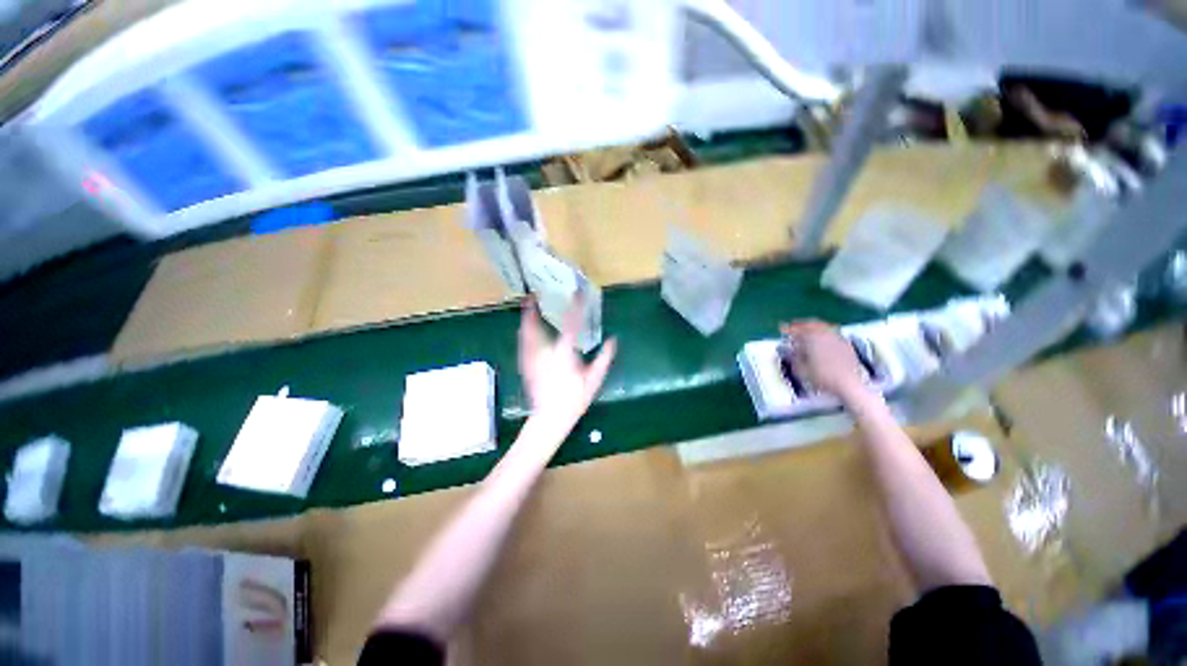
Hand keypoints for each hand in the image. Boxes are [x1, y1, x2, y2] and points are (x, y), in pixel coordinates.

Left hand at [518, 297, 616, 432]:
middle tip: (533, 296)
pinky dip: (523, 334)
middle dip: (534, 310)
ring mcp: (533, 359)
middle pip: (537, 327)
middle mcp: (545, 352)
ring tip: (527, 306)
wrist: (550, 418)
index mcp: (564, 353)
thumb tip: (613, 340)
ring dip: (526, 320)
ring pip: (526, 335)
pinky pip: (523, 345)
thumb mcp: (594, 380)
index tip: (577, 293)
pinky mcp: (526, 366)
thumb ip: (604, 359)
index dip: (575, 307)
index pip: (571, 325)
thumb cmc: (574, 399)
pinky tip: (523, 329)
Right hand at [779, 320, 867, 400]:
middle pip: (812, 323)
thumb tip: (789, 350)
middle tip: (794, 327)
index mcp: (812, 338)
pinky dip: (825, 334)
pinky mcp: (847, 345)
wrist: (849, 384)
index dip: (788, 328)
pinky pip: (833, 334)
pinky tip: (822, 341)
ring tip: (807, 333)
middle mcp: (825, 334)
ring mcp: (838, 338)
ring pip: (823, 327)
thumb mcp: (801, 369)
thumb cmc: (822, 377)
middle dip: (801, 324)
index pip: (797, 328)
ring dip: (813, 328)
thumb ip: (793, 356)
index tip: (782, 328)